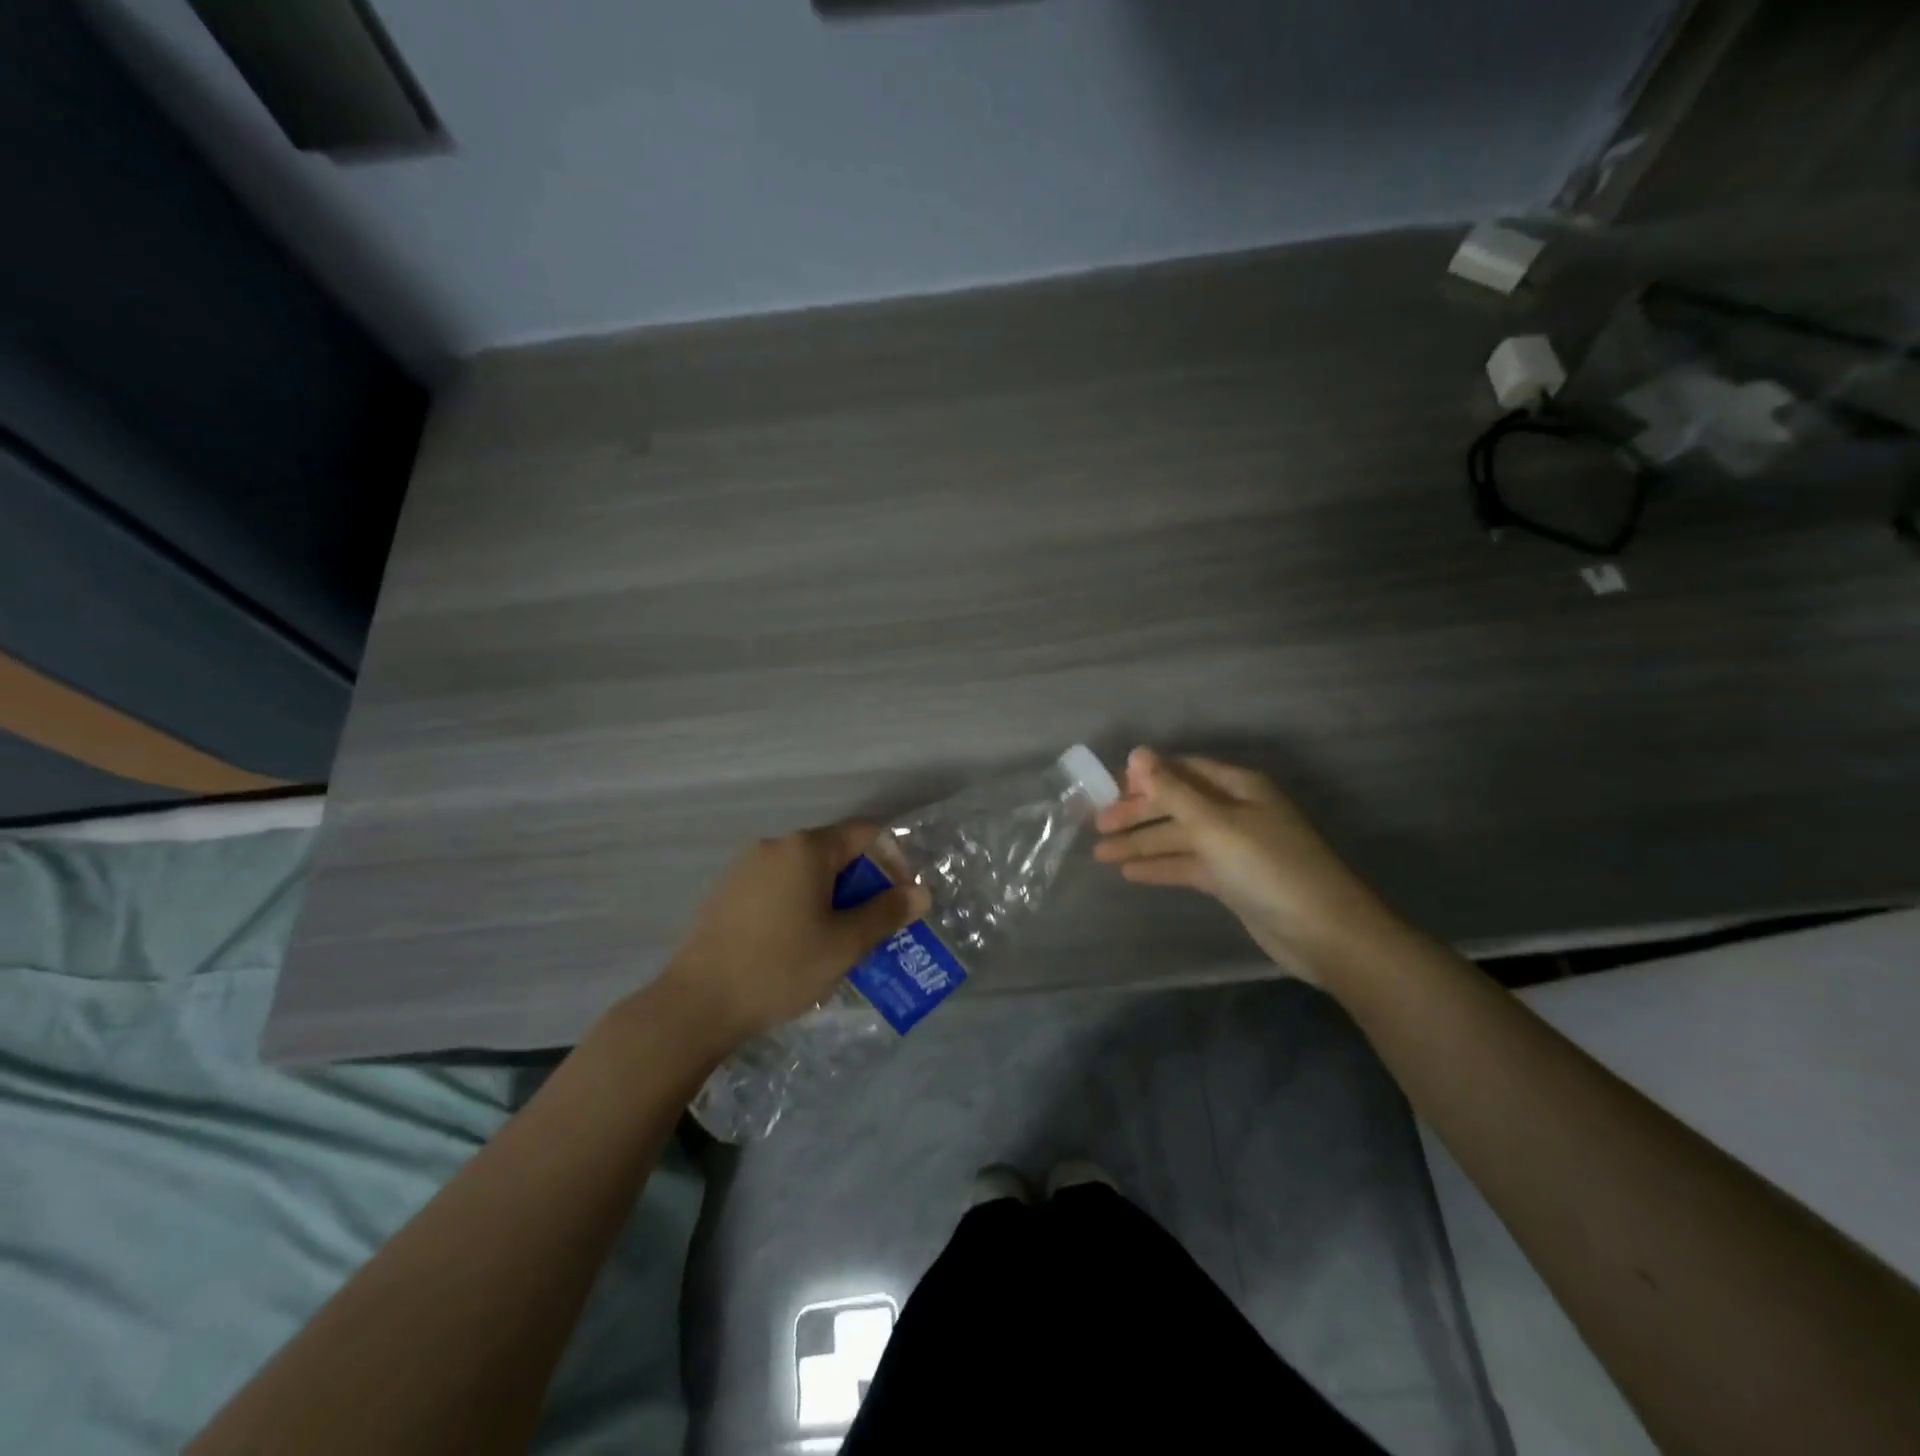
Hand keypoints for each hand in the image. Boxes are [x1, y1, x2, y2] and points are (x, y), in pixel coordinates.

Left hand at [654, 822, 929, 1050]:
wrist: (697, 1004)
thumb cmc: (782, 966)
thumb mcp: (846, 943)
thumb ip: (886, 913)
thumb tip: (920, 893)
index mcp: (806, 849)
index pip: (865, 834)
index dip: (894, 860)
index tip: (902, 898)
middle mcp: (775, 846)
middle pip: (835, 852)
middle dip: (863, 885)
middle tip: (875, 926)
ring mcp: (745, 868)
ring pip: (806, 873)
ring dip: (833, 898)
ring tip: (841, 940)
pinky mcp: (727, 893)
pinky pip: (779, 888)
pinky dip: (801, 905)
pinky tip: (799, 945)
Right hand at [1094, 747, 1398, 985]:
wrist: (1324, 932)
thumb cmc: (1268, 867)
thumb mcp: (1215, 824)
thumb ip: (1173, 790)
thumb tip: (1138, 752)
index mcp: (1238, 786)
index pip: (1184, 770)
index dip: (1147, 777)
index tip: (1109, 788)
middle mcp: (1236, 811)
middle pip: (1177, 804)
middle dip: (1138, 813)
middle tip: (1099, 825)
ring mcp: (1235, 847)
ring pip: (1179, 837)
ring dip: (1142, 843)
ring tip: (1101, 853)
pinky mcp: (1232, 880)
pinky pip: (1188, 865)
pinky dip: (1161, 867)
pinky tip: (1130, 873)